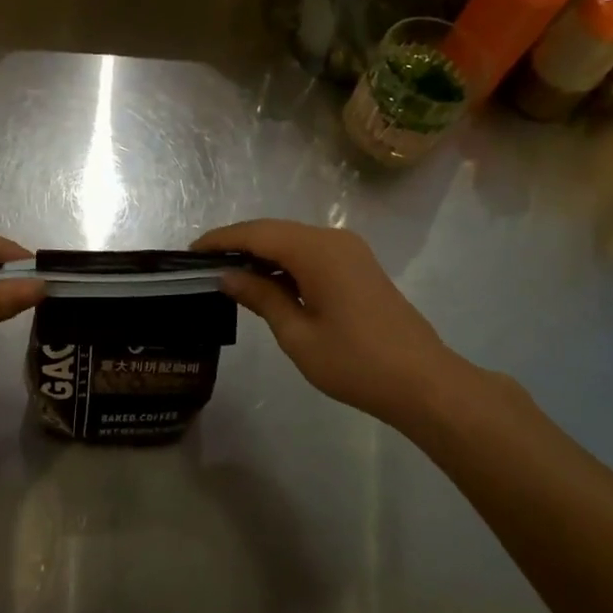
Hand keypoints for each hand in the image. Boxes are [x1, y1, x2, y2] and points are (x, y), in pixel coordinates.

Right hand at [195, 220, 509, 433]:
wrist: (423, 382)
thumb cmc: (355, 362)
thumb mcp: (297, 334)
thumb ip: (261, 297)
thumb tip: (227, 275)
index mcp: (316, 250)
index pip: (256, 233)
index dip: (221, 240)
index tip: (189, 252)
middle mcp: (333, 238)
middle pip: (274, 231)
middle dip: (238, 243)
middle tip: (203, 264)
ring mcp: (350, 250)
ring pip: (293, 240)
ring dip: (261, 252)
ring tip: (228, 273)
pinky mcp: (358, 265)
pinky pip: (311, 252)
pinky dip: (284, 261)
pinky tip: (267, 281)